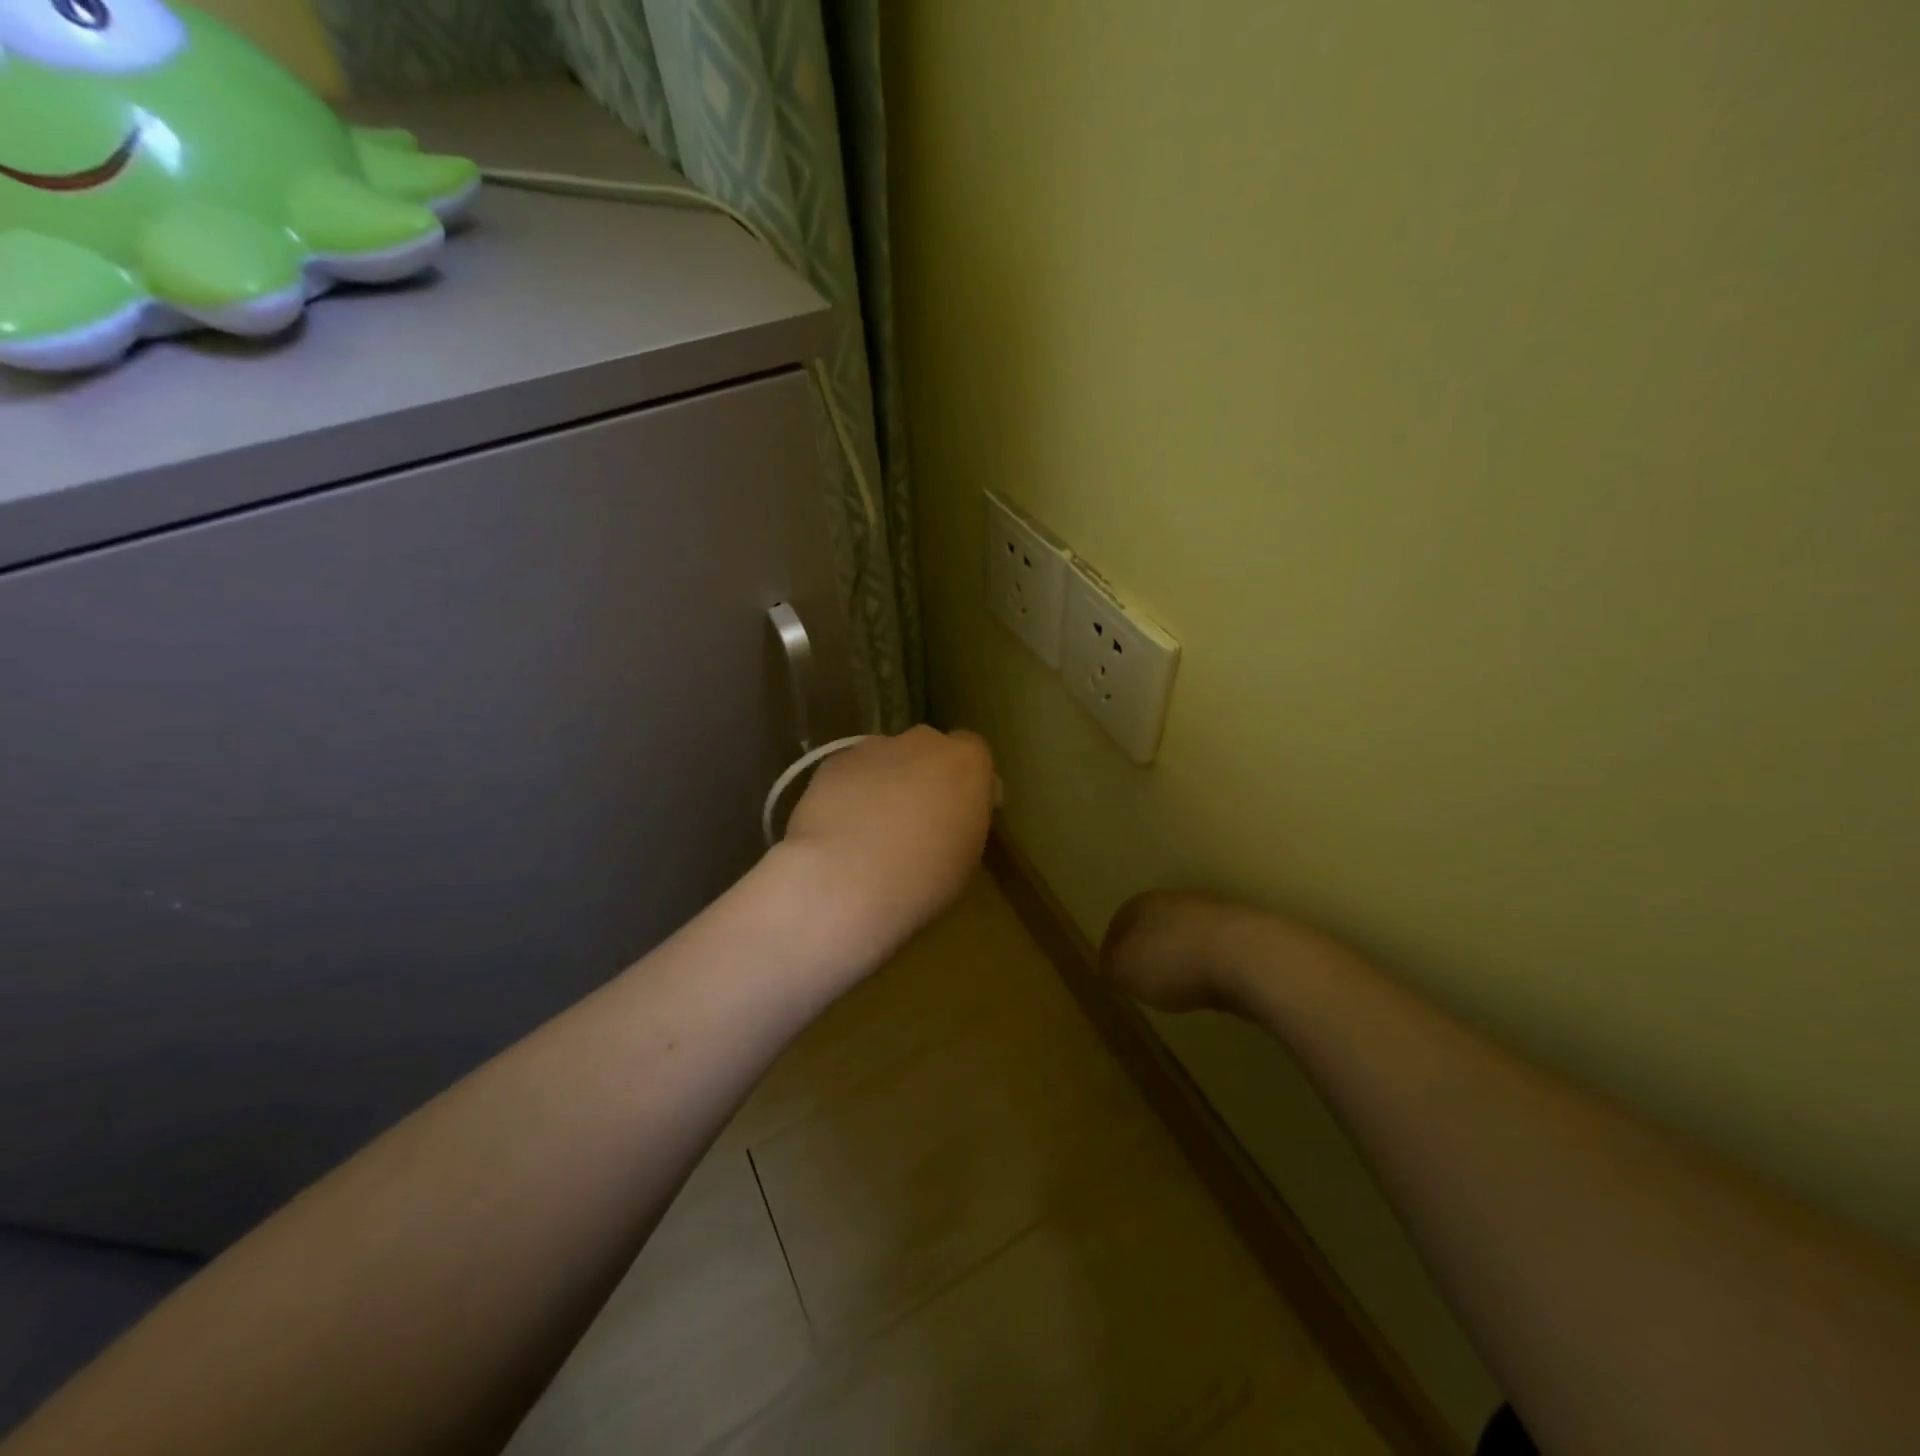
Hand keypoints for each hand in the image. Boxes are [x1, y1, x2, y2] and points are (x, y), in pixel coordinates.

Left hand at [781, 726, 995, 953]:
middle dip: (923, 776)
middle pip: (928, 750)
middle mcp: (922, 743)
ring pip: (885, 759)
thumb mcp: (966, 856)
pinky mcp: (833, 762)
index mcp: (966, 763)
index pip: (973, 751)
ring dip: (884, 784)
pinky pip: (850, 773)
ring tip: (869, 830)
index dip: (963, 779)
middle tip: (913, 821)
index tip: (956, 810)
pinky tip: (840, 829)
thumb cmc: (922, 877)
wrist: (845, 878)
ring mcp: (873, 747)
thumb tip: (949, 815)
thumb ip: (961, 820)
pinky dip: (849, 793)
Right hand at [1102, 890, 1340, 1014]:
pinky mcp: (1247, 933)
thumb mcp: (1124, 971)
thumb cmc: (1173, 962)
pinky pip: (1218, 952)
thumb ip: (1112, 967)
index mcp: (1143, 903)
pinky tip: (1214, 988)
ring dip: (1183, 957)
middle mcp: (1176, 900)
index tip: (1114, 973)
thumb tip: (1114, 965)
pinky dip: (1212, 967)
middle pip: (1155, 925)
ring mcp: (1215, 914)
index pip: (1120, 922)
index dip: (1114, 948)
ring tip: (1181, 988)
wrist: (1248, 957)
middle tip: (1145, 979)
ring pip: (1188, 935)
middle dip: (1150, 949)